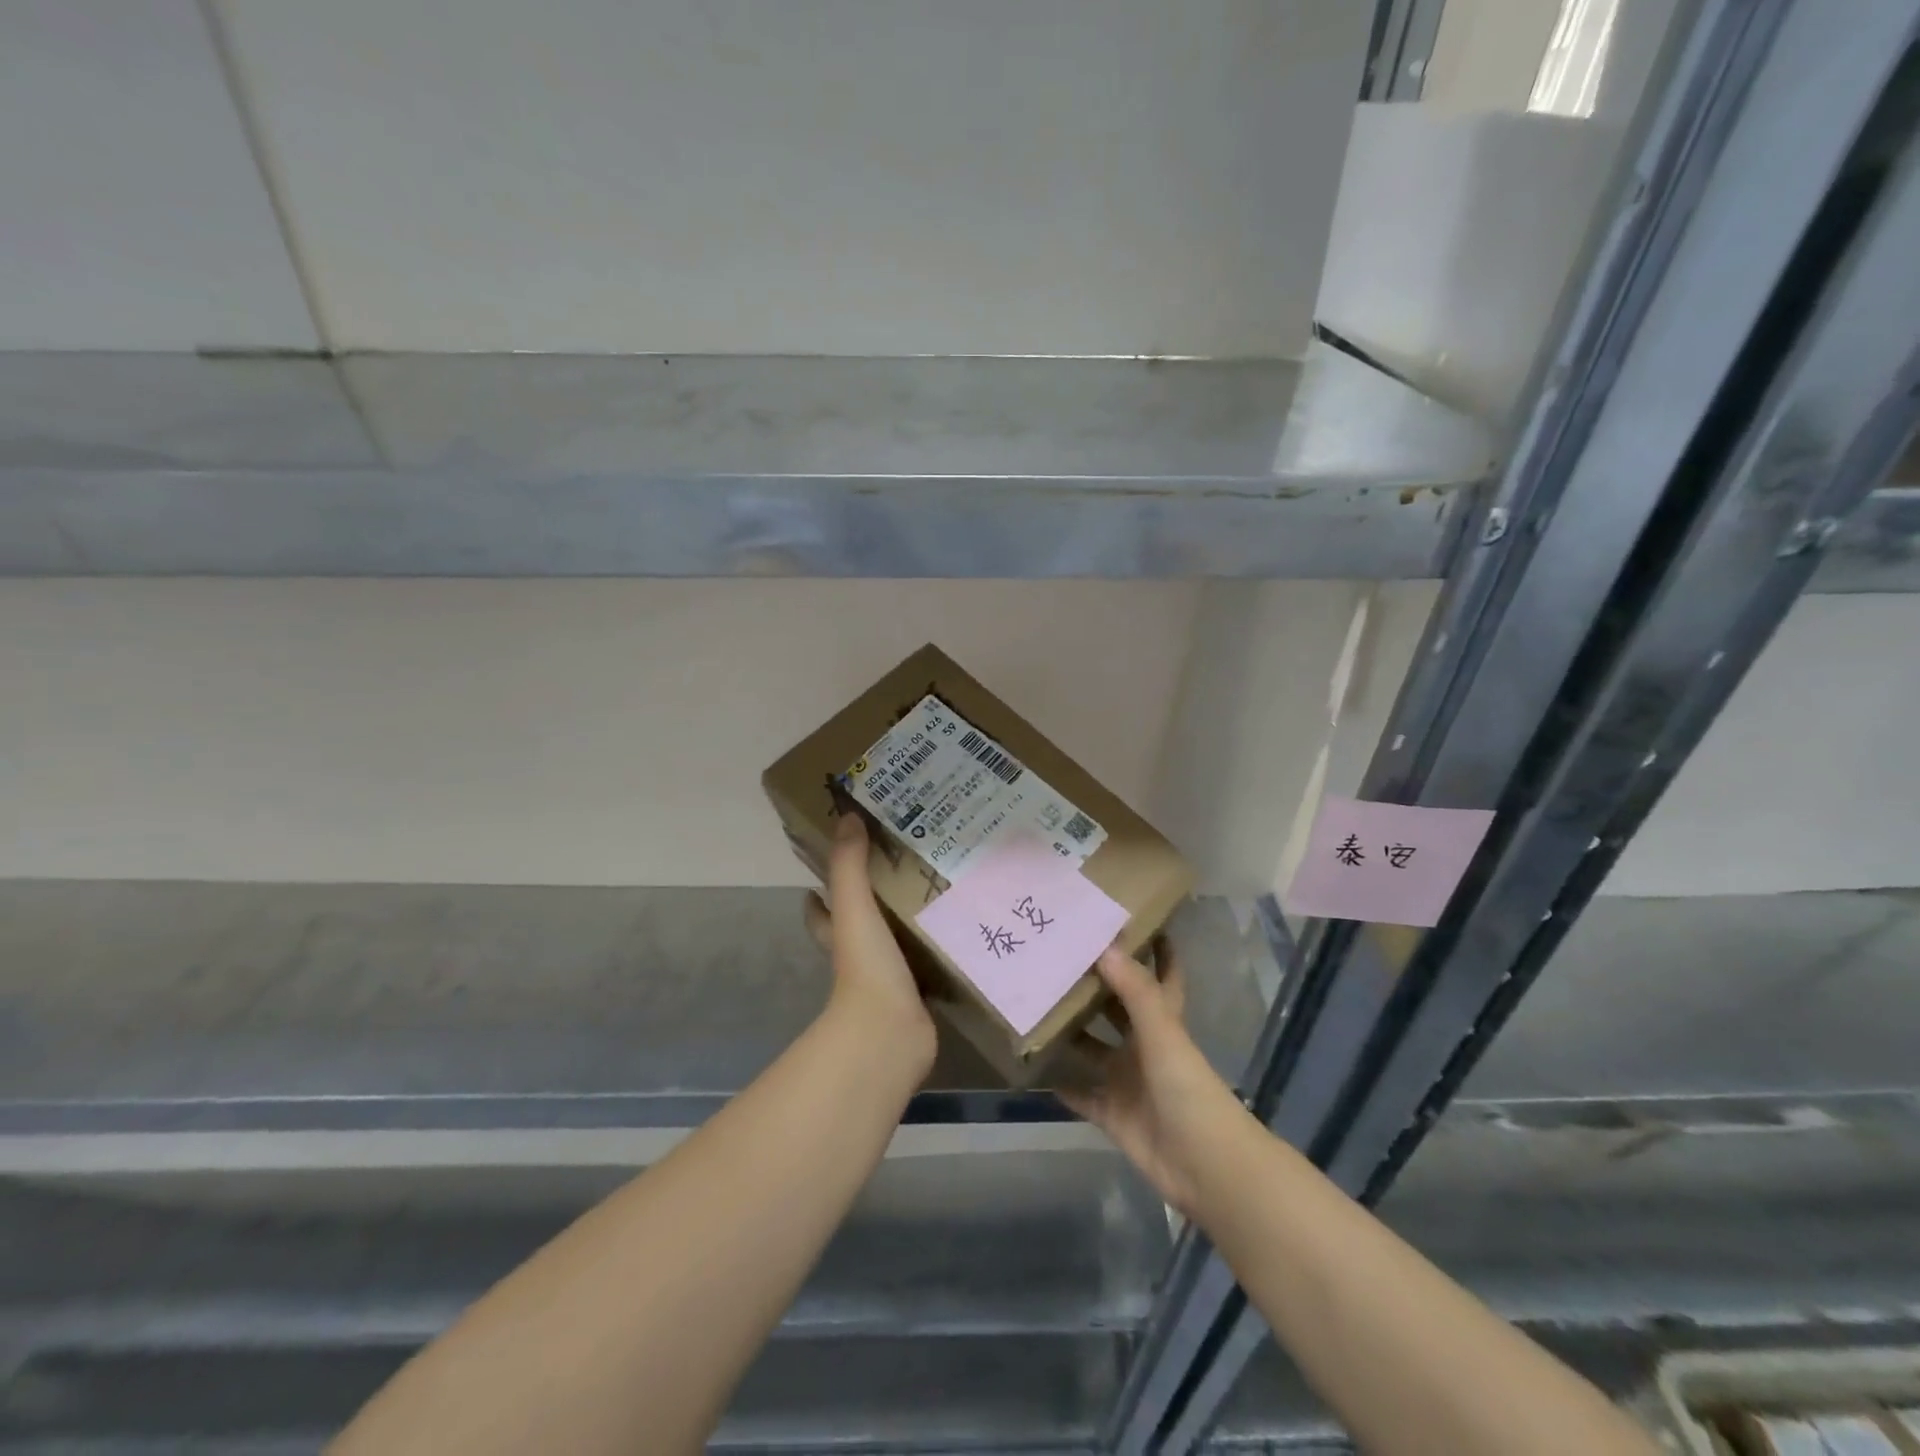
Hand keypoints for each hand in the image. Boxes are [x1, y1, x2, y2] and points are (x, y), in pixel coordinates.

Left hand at [804, 815, 937, 1074]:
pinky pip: (927, 962)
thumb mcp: (855, 908)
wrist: (891, 1034)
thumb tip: (847, 817)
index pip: (820, 908)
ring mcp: (888, 977)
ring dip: (909, 921)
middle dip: (874, 900)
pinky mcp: (916, 993)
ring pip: (895, 941)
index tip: (839, 863)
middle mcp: (860, 955)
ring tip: (940, 888)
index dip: (821, 890)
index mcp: (839, 934)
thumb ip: (849, 866)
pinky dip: (938, 948)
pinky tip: (963, 928)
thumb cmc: (867, 967)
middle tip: (904, 866)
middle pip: (860, 923)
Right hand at [1059, 941, 1250, 1218]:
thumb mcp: (1163, 1034)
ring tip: (1034, 1004)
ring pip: (1093, 1050)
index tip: (1127, 920)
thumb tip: (1103, 946)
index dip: (1154, 950)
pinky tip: (1033, 1067)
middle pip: (1116, 1009)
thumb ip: (1135, 992)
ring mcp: (1127, 1080)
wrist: (1205, 1166)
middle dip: (1093, 987)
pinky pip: (1081, 1095)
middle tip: (1055, 957)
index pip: (1160, 976)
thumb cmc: (1188, 1090)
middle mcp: (1144, 1046)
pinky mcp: (1112, 1113)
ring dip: (1070, 1033)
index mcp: (1163, 1022)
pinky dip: (1061, 1084)